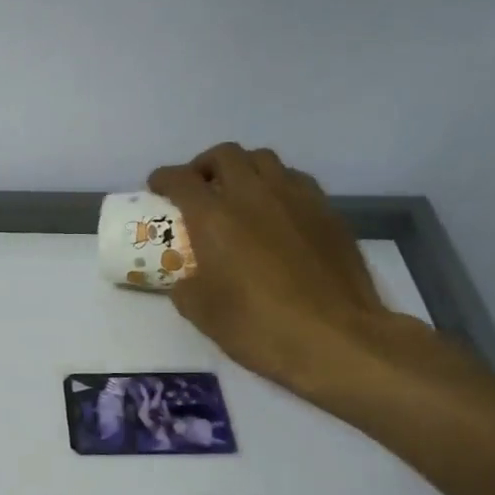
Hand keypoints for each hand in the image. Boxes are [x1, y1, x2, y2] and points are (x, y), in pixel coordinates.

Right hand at [147, 144, 404, 399]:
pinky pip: (295, 180)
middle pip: (225, 155)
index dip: (164, 178)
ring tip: (237, 193)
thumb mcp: (202, 313)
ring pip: (264, 160)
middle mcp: (253, 195)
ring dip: (243, 169)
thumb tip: (186, 278)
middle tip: (198, 187)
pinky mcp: (327, 212)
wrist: (336, 338)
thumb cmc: (259, 326)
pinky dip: (276, 185)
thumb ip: (185, 286)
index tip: (157, 186)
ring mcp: (296, 199)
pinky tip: (275, 212)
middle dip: (204, 165)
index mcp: (214, 218)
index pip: (181, 180)